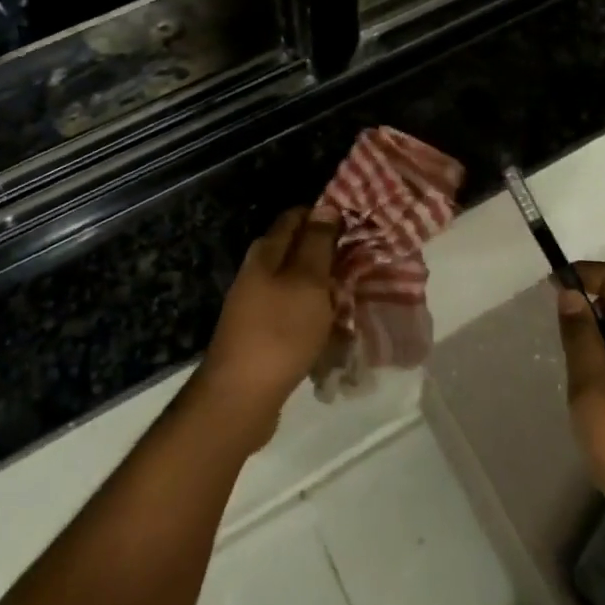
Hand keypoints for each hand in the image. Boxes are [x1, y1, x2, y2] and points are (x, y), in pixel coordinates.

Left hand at [193, 207, 340, 443]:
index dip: (326, 216)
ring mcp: (257, 303)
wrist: (240, 397)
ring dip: (325, 288)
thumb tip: (325, 207)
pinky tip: (335, 330)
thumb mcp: (308, 281)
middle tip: (364, 263)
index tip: (357, 225)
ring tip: (355, 296)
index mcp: (266, 251)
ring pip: (299, 284)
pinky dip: (315, 316)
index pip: (297, 216)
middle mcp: (258, 271)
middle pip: (298, 250)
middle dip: (329, 254)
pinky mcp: (262, 333)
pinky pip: (295, 314)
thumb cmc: (279, 331)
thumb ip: (318, 243)